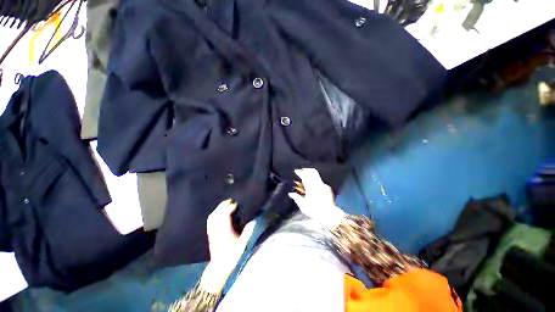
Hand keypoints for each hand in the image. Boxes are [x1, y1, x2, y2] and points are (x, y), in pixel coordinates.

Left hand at [201, 199, 255, 292]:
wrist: (219, 267)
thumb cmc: (232, 256)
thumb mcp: (242, 245)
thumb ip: (248, 232)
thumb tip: (253, 221)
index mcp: (225, 232)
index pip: (225, 216)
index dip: (230, 208)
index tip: (236, 204)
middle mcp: (217, 230)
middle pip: (218, 214)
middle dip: (223, 205)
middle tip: (231, 200)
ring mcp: (212, 232)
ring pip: (213, 216)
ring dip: (218, 208)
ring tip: (225, 204)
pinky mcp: (210, 234)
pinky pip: (210, 221)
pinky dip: (214, 214)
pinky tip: (217, 212)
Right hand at [288, 168, 346, 229]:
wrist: (329, 214)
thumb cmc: (315, 211)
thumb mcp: (303, 206)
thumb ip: (297, 198)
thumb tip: (291, 194)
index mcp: (311, 188)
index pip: (305, 176)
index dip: (300, 172)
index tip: (297, 171)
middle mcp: (318, 184)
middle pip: (312, 172)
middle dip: (306, 170)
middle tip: (302, 170)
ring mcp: (324, 185)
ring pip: (317, 175)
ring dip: (311, 173)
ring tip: (307, 174)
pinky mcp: (328, 188)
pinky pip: (320, 180)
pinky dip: (316, 179)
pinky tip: (314, 183)